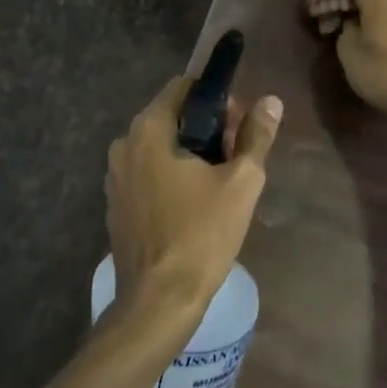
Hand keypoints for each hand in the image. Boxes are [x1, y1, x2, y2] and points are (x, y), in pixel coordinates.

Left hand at [105, 76, 282, 328]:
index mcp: (148, 130)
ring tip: (220, 184)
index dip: (218, 100)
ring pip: (161, 147)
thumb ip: (256, 136)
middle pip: (172, 117)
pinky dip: (171, 176)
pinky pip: (148, 173)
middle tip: (237, 158)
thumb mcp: (241, 182)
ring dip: (191, 154)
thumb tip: (271, 101)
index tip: (240, 126)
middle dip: (208, 129)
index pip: (184, 88)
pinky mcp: (116, 204)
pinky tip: (194, 205)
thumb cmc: (201, 234)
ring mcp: (115, 176)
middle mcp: (124, 144)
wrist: (159, 300)